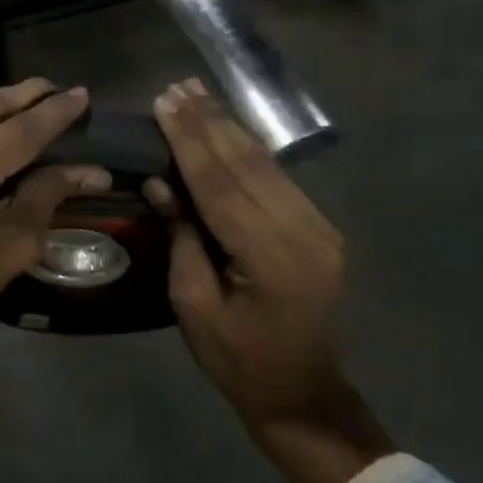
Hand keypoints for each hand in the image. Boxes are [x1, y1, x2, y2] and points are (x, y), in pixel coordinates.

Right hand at [146, 79, 390, 482]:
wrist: (304, 396)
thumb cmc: (238, 362)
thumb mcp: (194, 307)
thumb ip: (182, 238)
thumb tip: (161, 181)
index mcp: (271, 260)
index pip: (221, 185)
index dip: (190, 141)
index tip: (165, 103)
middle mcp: (305, 233)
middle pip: (247, 165)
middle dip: (209, 123)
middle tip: (177, 87)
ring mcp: (319, 229)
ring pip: (266, 165)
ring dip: (229, 128)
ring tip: (197, 94)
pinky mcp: (320, 229)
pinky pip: (277, 179)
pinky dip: (248, 151)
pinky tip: (226, 127)